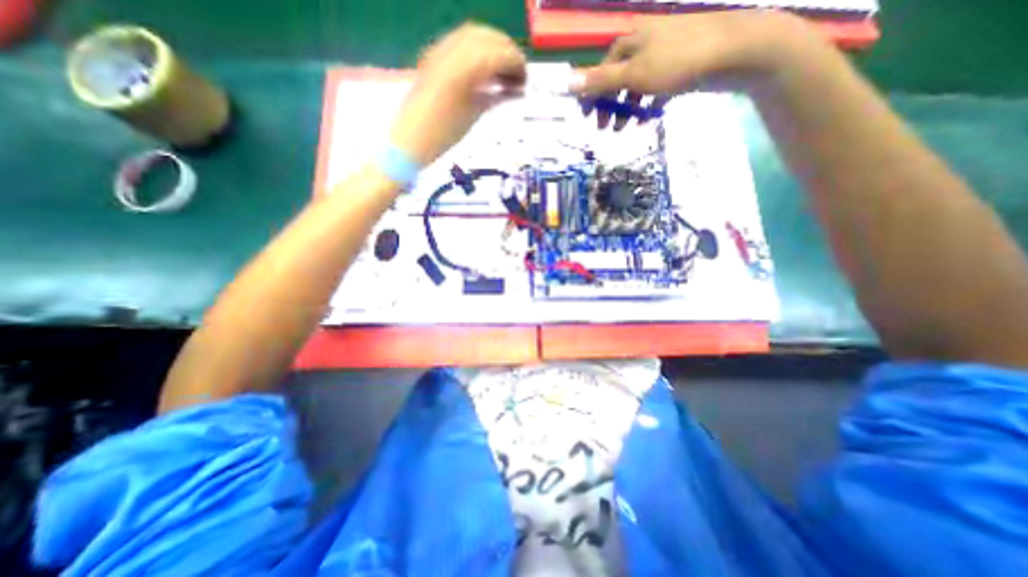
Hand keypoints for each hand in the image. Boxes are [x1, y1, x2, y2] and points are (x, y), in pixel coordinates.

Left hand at [391, 23, 523, 164]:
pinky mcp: (433, 58)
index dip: (516, 63)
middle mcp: (451, 51)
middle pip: (486, 37)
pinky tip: (484, 72)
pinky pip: (460, 44)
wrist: (409, 141)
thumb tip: (516, 90)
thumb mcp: (473, 116)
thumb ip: (495, 97)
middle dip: (506, 51)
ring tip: (503, 74)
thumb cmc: (443, 136)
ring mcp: (439, 52)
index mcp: (464, 69)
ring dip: (492, 49)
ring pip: (473, 36)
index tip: (526, 80)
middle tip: (518, 74)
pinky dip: (477, 53)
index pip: (498, 53)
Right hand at [576, 8, 823, 124]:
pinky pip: (655, 89)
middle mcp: (645, 45)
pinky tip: (647, 117)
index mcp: (631, 41)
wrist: (732, 52)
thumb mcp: (632, 74)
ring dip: (627, 108)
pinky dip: (648, 104)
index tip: (587, 116)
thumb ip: (600, 81)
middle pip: (618, 78)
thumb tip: (567, 83)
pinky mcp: (680, 69)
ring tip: (623, 128)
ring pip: (637, 86)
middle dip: (609, 104)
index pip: (602, 68)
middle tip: (604, 127)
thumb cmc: (676, 63)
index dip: (592, 92)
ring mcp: (664, 56)